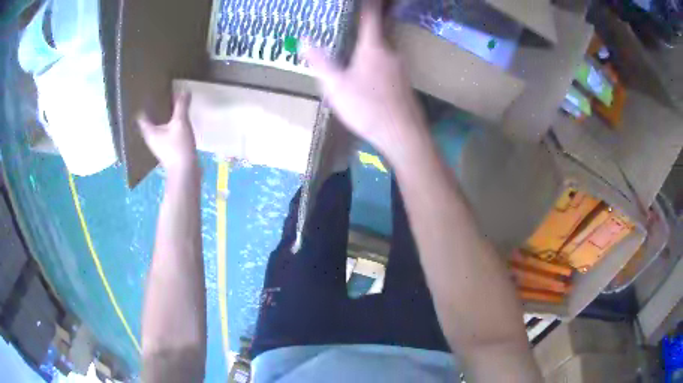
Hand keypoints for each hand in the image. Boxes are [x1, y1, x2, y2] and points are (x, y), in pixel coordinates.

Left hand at [138, 92, 197, 174]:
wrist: (185, 172)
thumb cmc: (178, 147)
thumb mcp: (180, 123)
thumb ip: (181, 106)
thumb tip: (184, 90)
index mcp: (149, 132)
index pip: (141, 116)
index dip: (143, 105)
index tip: (147, 96)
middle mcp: (151, 139)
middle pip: (149, 122)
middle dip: (153, 111)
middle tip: (159, 97)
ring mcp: (160, 146)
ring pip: (158, 128)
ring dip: (162, 119)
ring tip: (168, 107)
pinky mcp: (168, 151)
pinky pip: (166, 134)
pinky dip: (169, 127)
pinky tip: (177, 122)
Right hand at [304, 0, 426, 159]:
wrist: (403, 135)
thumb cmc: (367, 107)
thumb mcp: (336, 86)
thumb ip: (320, 62)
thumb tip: (304, 40)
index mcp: (373, 47)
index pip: (371, 17)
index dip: (368, 5)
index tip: (365, 1)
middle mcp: (391, 53)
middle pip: (378, 33)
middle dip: (366, 28)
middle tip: (351, 27)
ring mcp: (401, 68)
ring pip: (383, 51)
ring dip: (370, 48)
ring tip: (355, 53)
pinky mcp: (404, 83)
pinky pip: (388, 66)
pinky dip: (377, 64)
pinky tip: (369, 78)